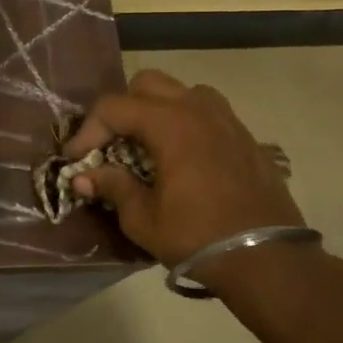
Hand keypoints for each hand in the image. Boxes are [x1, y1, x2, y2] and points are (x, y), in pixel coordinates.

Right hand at [64, 69, 305, 266]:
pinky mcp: (245, 136)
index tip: (75, 159)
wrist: (267, 258)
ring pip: (181, 92)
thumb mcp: (143, 218)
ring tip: (146, 144)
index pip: (114, 107)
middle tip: (109, 144)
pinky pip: (206, 112)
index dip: (87, 130)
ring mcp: (227, 119)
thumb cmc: (198, 236)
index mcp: (170, 124)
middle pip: (147, 84)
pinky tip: (180, 157)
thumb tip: (83, 178)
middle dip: (121, 110)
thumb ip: (112, 187)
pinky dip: (184, 122)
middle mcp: (198, 109)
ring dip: (156, 110)